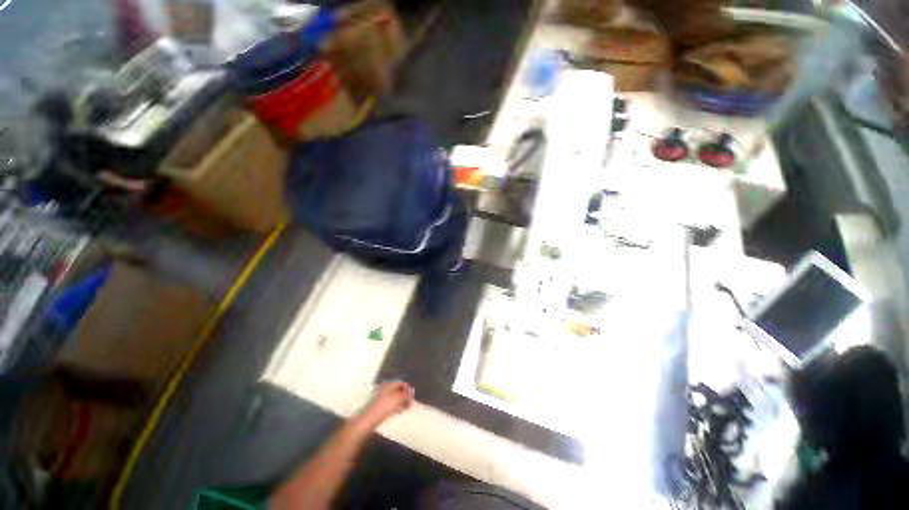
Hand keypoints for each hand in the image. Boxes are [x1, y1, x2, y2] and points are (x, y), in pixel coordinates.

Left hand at [358, 381, 414, 428]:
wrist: (369, 420)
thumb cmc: (384, 406)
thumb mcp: (398, 398)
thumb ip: (406, 395)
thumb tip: (411, 395)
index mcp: (389, 384)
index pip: (401, 383)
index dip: (408, 388)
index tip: (413, 396)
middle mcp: (385, 388)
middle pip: (398, 390)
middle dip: (405, 395)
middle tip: (410, 402)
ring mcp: (382, 397)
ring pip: (395, 397)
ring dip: (401, 402)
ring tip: (406, 408)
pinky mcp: (380, 406)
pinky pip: (391, 404)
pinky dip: (396, 406)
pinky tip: (399, 412)